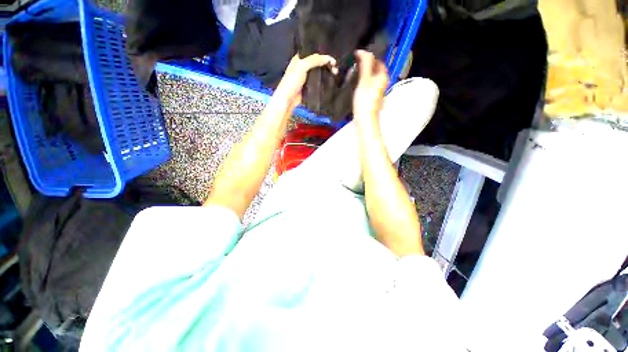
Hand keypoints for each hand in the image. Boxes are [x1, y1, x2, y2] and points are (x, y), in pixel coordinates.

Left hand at [273, 54, 337, 112]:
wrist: (289, 99)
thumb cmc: (292, 81)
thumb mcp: (302, 66)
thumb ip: (314, 60)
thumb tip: (328, 58)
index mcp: (299, 59)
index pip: (313, 53)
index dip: (323, 54)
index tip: (332, 58)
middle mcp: (303, 66)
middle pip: (318, 62)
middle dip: (327, 63)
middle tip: (336, 67)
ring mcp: (307, 77)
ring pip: (319, 72)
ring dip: (327, 72)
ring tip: (335, 73)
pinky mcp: (309, 86)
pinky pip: (318, 81)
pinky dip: (325, 80)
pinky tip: (331, 79)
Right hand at [353, 50, 388, 126]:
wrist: (365, 120)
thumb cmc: (365, 100)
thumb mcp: (364, 80)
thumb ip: (365, 65)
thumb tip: (363, 51)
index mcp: (383, 76)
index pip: (377, 60)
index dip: (368, 56)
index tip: (355, 55)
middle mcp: (382, 82)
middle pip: (375, 69)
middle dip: (366, 64)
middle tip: (353, 63)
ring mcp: (377, 90)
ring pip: (371, 77)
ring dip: (363, 73)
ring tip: (353, 71)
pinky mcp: (372, 97)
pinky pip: (368, 84)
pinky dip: (363, 81)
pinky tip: (356, 83)